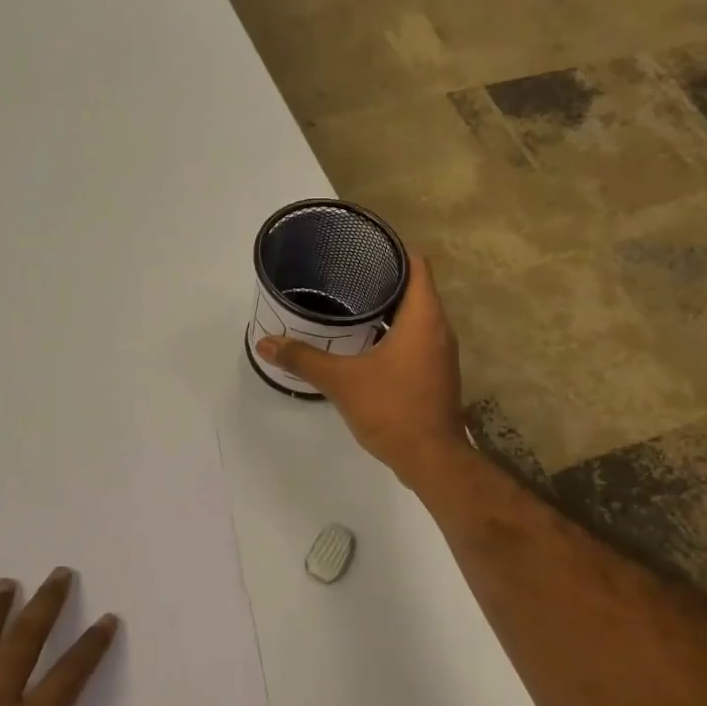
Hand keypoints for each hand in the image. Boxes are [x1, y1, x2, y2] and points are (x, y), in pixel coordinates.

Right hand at [255, 251, 469, 482]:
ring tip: (351, 303)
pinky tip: (366, 342)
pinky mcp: (437, 373)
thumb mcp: (342, 381)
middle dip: (384, 278)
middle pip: (416, 288)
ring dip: (389, 308)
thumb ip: (303, 359)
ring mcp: (441, 352)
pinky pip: (417, 338)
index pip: (417, 264)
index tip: (364, 246)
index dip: (393, 249)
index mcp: (423, 317)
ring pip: (417, 315)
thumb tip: (265, 343)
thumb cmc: (392, 410)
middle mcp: (439, 328)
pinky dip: (395, 332)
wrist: (431, 459)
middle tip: (346, 273)